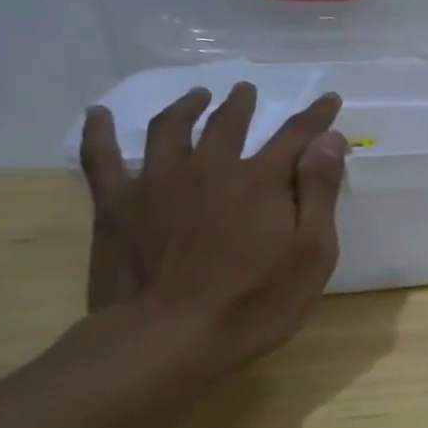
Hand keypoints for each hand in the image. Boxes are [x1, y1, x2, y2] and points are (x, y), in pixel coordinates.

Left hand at [78, 83, 349, 370]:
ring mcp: (157, 183)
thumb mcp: (311, 252)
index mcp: (261, 181)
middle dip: (243, 104)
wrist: (169, 338)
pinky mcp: (117, 205)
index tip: (329, 98)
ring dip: (186, 107)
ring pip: (170, 129)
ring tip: (195, 96)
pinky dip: (98, 132)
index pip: (296, 136)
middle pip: (228, 123)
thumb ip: (319, 192)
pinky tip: (97, 115)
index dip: (316, 116)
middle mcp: (210, 168)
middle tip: (247, 90)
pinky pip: (101, 158)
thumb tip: (328, 139)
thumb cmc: (256, 301)